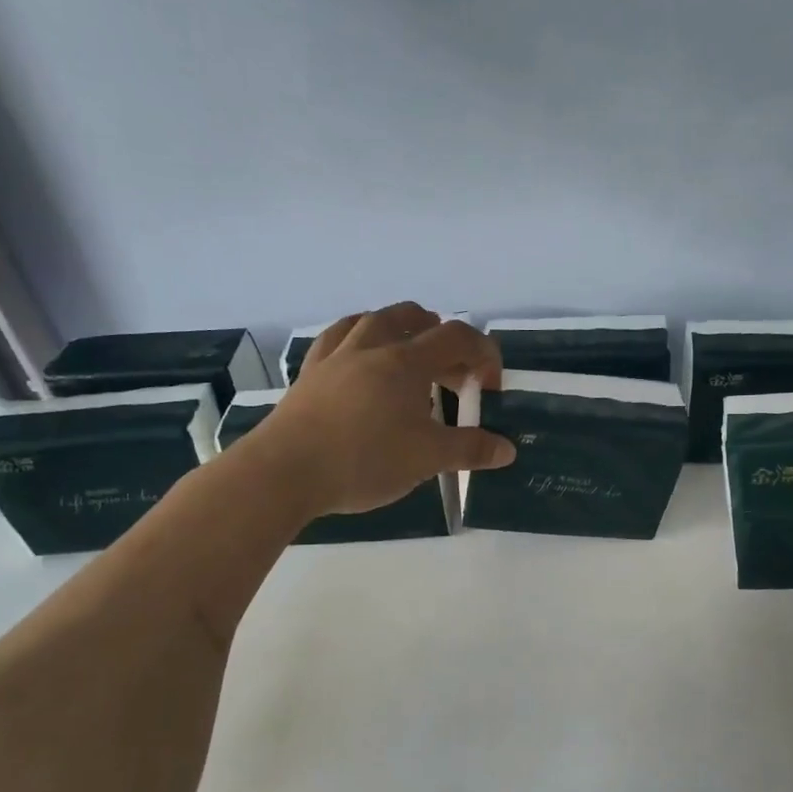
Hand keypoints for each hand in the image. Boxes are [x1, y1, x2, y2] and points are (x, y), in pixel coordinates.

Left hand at [247, 304, 514, 515]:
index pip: (457, 337)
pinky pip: (337, 338)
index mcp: (406, 361)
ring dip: (400, 328)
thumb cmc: (364, 460)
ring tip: (410, 352)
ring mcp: (336, 356)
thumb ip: (470, 450)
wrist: (285, 472)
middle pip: (414, 319)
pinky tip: (359, 356)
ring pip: (372, 320)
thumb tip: (507, 449)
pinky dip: (359, 338)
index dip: (483, 353)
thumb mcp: (427, 458)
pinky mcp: (310, 373)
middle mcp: (372, 347)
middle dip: (443, 340)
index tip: (488, 387)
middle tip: (453, 376)